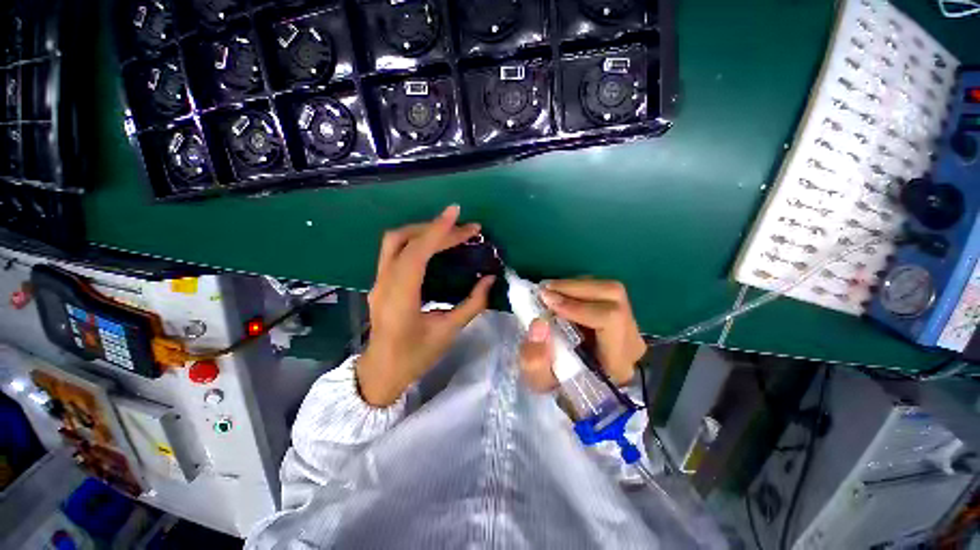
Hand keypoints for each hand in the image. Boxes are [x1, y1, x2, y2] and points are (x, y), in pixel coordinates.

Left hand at [357, 205, 495, 406]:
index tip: (456, 213)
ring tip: (451, 232)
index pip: (416, 253)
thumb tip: (489, 279)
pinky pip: (395, 251)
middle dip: (436, 229)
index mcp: (399, 298)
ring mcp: (378, 281)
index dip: (436, 231)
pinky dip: (416, 241)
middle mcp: (384, 284)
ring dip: (423, 231)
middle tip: (467, 230)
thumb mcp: (448, 332)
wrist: (381, 372)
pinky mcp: (380, 282)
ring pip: (395, 242)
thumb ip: (472, 304)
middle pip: (403, 240)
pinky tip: (435, 245)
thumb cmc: (415, 357)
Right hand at [519, 279, 645, 392]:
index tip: (547, 302)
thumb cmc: (561, 389)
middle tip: (544, 290)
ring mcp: (630, 326)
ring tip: (550, 290)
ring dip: (576, 285)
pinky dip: (579, 287)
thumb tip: (539, 323)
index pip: (610, 319)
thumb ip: (535, 360)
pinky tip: (562, 294)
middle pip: (613, 296)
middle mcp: (631, 341)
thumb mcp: (541, 383)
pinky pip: (604, 291)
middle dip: (575, 288)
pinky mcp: (622, 316)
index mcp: (617, 363)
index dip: (577, 306)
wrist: (581, 393)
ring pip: (610, 290)